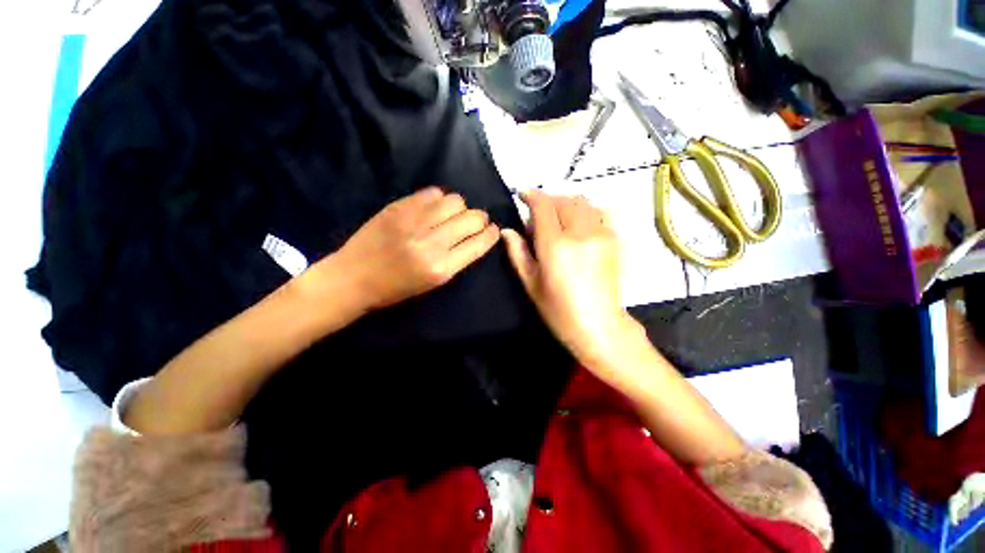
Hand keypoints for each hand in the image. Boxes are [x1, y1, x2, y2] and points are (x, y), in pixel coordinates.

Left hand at [331, 187, 499, 311]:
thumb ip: (457, 258)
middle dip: (480, 218)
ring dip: (461, 207)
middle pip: (471, 218)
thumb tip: (475, 236)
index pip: (479, 243)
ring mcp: (414, 222)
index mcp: (442, 268)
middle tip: (476, 220)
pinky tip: (434, 207)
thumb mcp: (433, 282)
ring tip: (453, 214)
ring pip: (455, 201)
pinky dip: (439, 198)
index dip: (491, 234)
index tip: (493, 229)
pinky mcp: (398, 208)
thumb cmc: (396, 288)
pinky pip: (432, 193)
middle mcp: (432, 244)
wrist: (353, 278)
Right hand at [502, 191, 636, 364]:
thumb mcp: (531, 283)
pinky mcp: (614, 239)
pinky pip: (599, 211)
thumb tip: (507, 231)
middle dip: (547, 201)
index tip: (523, 196)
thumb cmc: (559, 310)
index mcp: (555, 245)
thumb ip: (518, 253)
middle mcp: (580, 232)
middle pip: (563, 200)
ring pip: (582, 201)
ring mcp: (601, 233)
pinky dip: (585, 210)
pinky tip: (578, 225)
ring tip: (558, 219)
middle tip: (538, 217)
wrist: (599, 325)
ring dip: (566, 203)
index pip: (543, 205)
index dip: (531, 196)